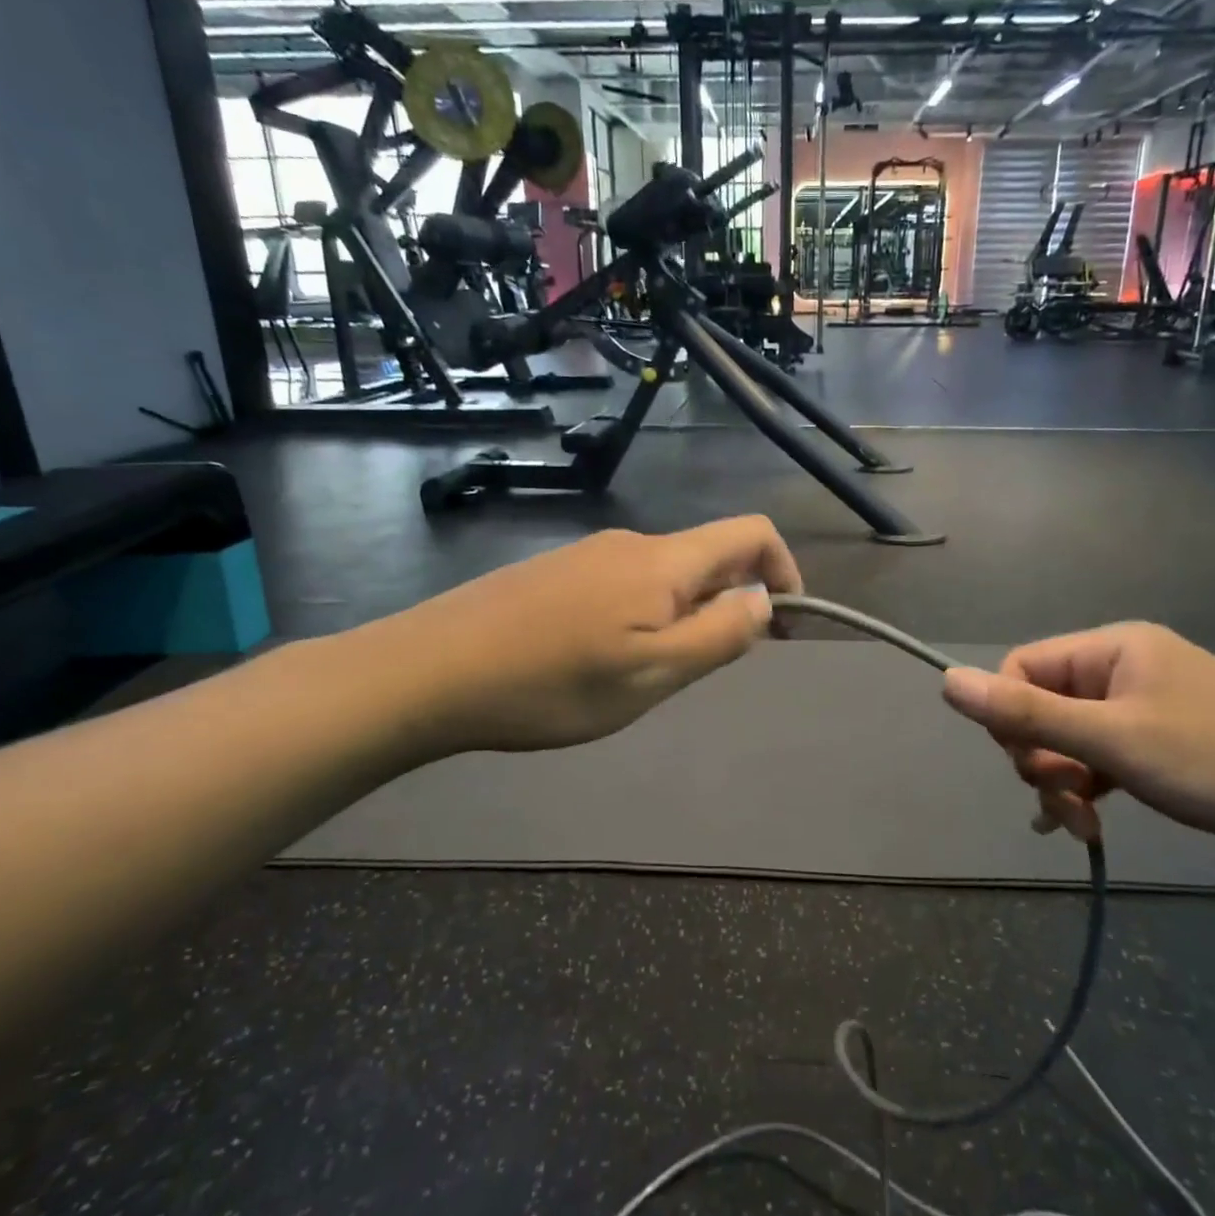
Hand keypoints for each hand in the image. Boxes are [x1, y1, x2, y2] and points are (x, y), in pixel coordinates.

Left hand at [370, 518, 801, 754]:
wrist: (429, 671)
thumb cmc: (552, 682)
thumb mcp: (652, 674)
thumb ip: (720, 634)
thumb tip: (764, 599)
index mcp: (664, 560)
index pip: (751, 533)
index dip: (785, 570)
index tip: (785, 625)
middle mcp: (630, 542)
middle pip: (708, 556)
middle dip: (730, 604)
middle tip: (705, 668)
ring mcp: (588, 554)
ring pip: (665, 576)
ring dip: (685, 615)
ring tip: (648, 674)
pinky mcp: (556, 572)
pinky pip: (625, 584)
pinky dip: (644, 615)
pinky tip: (602, 660)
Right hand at [940, 623, 1214, 886]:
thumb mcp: (1115, 739)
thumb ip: (1025, 713)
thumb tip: (945, 682)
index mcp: (1113, 649)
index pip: (1022, 668)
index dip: (1011, 719)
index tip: (1033, 768)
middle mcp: (1126, 669)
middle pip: (1043, 705)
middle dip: (1040, 757)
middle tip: (1066, 801)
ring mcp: (1148, 709)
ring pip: (1070, 737)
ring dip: (1064, 780)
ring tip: (1082, 825)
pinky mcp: (1165, 748)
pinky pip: (1102, 759)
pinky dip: (1088, 788)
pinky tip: (1085, 825)